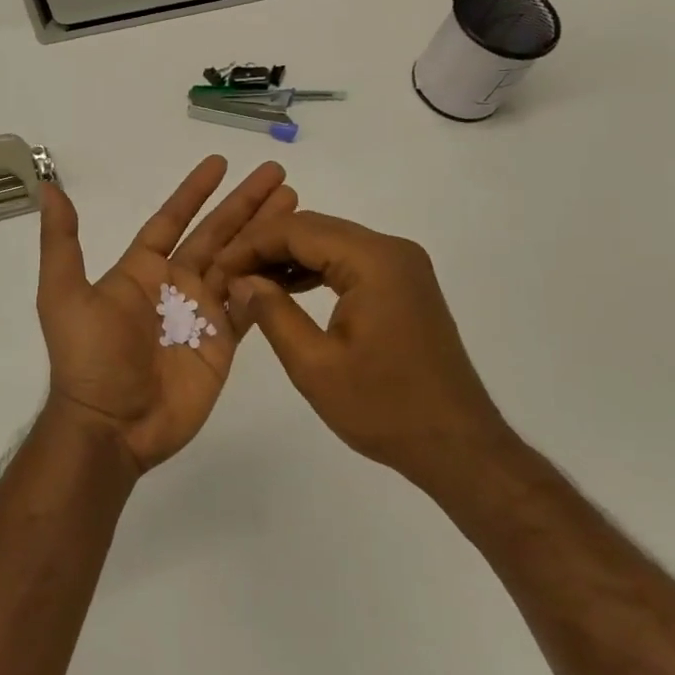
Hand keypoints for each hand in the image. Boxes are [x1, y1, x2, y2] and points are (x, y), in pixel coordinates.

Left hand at [37, 156, 295, 472]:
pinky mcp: (223, 342)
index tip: (220, 163)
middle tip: (278, 174)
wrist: (112, 424)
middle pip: (217, 233)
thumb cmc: (90, 357)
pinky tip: (293, 257)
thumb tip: (48, 188)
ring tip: (294, 203)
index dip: (195, 192)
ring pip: (241, 262)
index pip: (174, 219)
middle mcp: (176, 285)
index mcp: (142, 270)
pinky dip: (271, 281)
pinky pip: (252, 304)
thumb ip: (62, 242)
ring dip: (265, 233)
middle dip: (245, 204)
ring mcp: (203, 313)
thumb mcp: (64, 295)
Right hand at [218, 211, 508, 484]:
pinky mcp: (405, 284)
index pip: (298, 230)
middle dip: (267, 247)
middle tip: (227, 275)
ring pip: (332, 243)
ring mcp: (403, 266)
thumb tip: (240, 280)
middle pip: (315, 229)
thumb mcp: (315, 365)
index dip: (251, 243)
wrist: (456, 444)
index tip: (217, 268)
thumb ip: (273, 313)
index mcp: (373, 261)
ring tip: (249, 283)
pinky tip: (287, 290)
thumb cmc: (384, 408)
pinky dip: (316, 270)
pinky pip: (350, 263)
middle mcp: (392, 250)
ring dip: (289, 257)